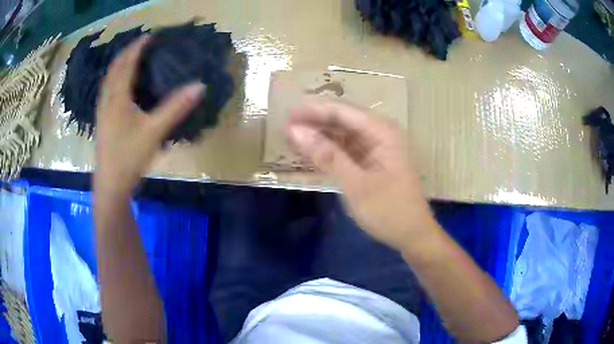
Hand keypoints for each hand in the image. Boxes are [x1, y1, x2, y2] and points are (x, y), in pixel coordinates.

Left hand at [94, 36, 204, 197]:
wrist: (110, 186)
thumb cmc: (129, 158)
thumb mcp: (154, 132)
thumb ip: (176, 108)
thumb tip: (199, 86)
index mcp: (117, 98)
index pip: (127, 63)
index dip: (137, 47)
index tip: (150, 36)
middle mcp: (107, 101)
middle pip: (114, 69)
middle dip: (126, 53)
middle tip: (141, 44)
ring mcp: (102, 112)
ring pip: (108, 80)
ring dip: (119, 65)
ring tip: (130, 58)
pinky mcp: (102, 122)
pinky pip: (106, 92)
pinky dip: (114, 80)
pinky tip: (119, 86)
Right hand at [285, 99, 433, 250]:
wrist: (412, 236)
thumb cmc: (389, 211)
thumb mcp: (356, 184)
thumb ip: (327, 156)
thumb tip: (295, 131)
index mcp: (383, 132)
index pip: (343, 112)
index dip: (314, 110)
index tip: (288, 113)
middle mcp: (380, 134)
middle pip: (343, 120)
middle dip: (315, 121)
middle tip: (285, 125)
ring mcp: (376, 148)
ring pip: (343, 134)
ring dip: (319, 136)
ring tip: (292, 137)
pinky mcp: (371, 162)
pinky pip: (346, 150)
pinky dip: (328, 151)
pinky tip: (310, 152)